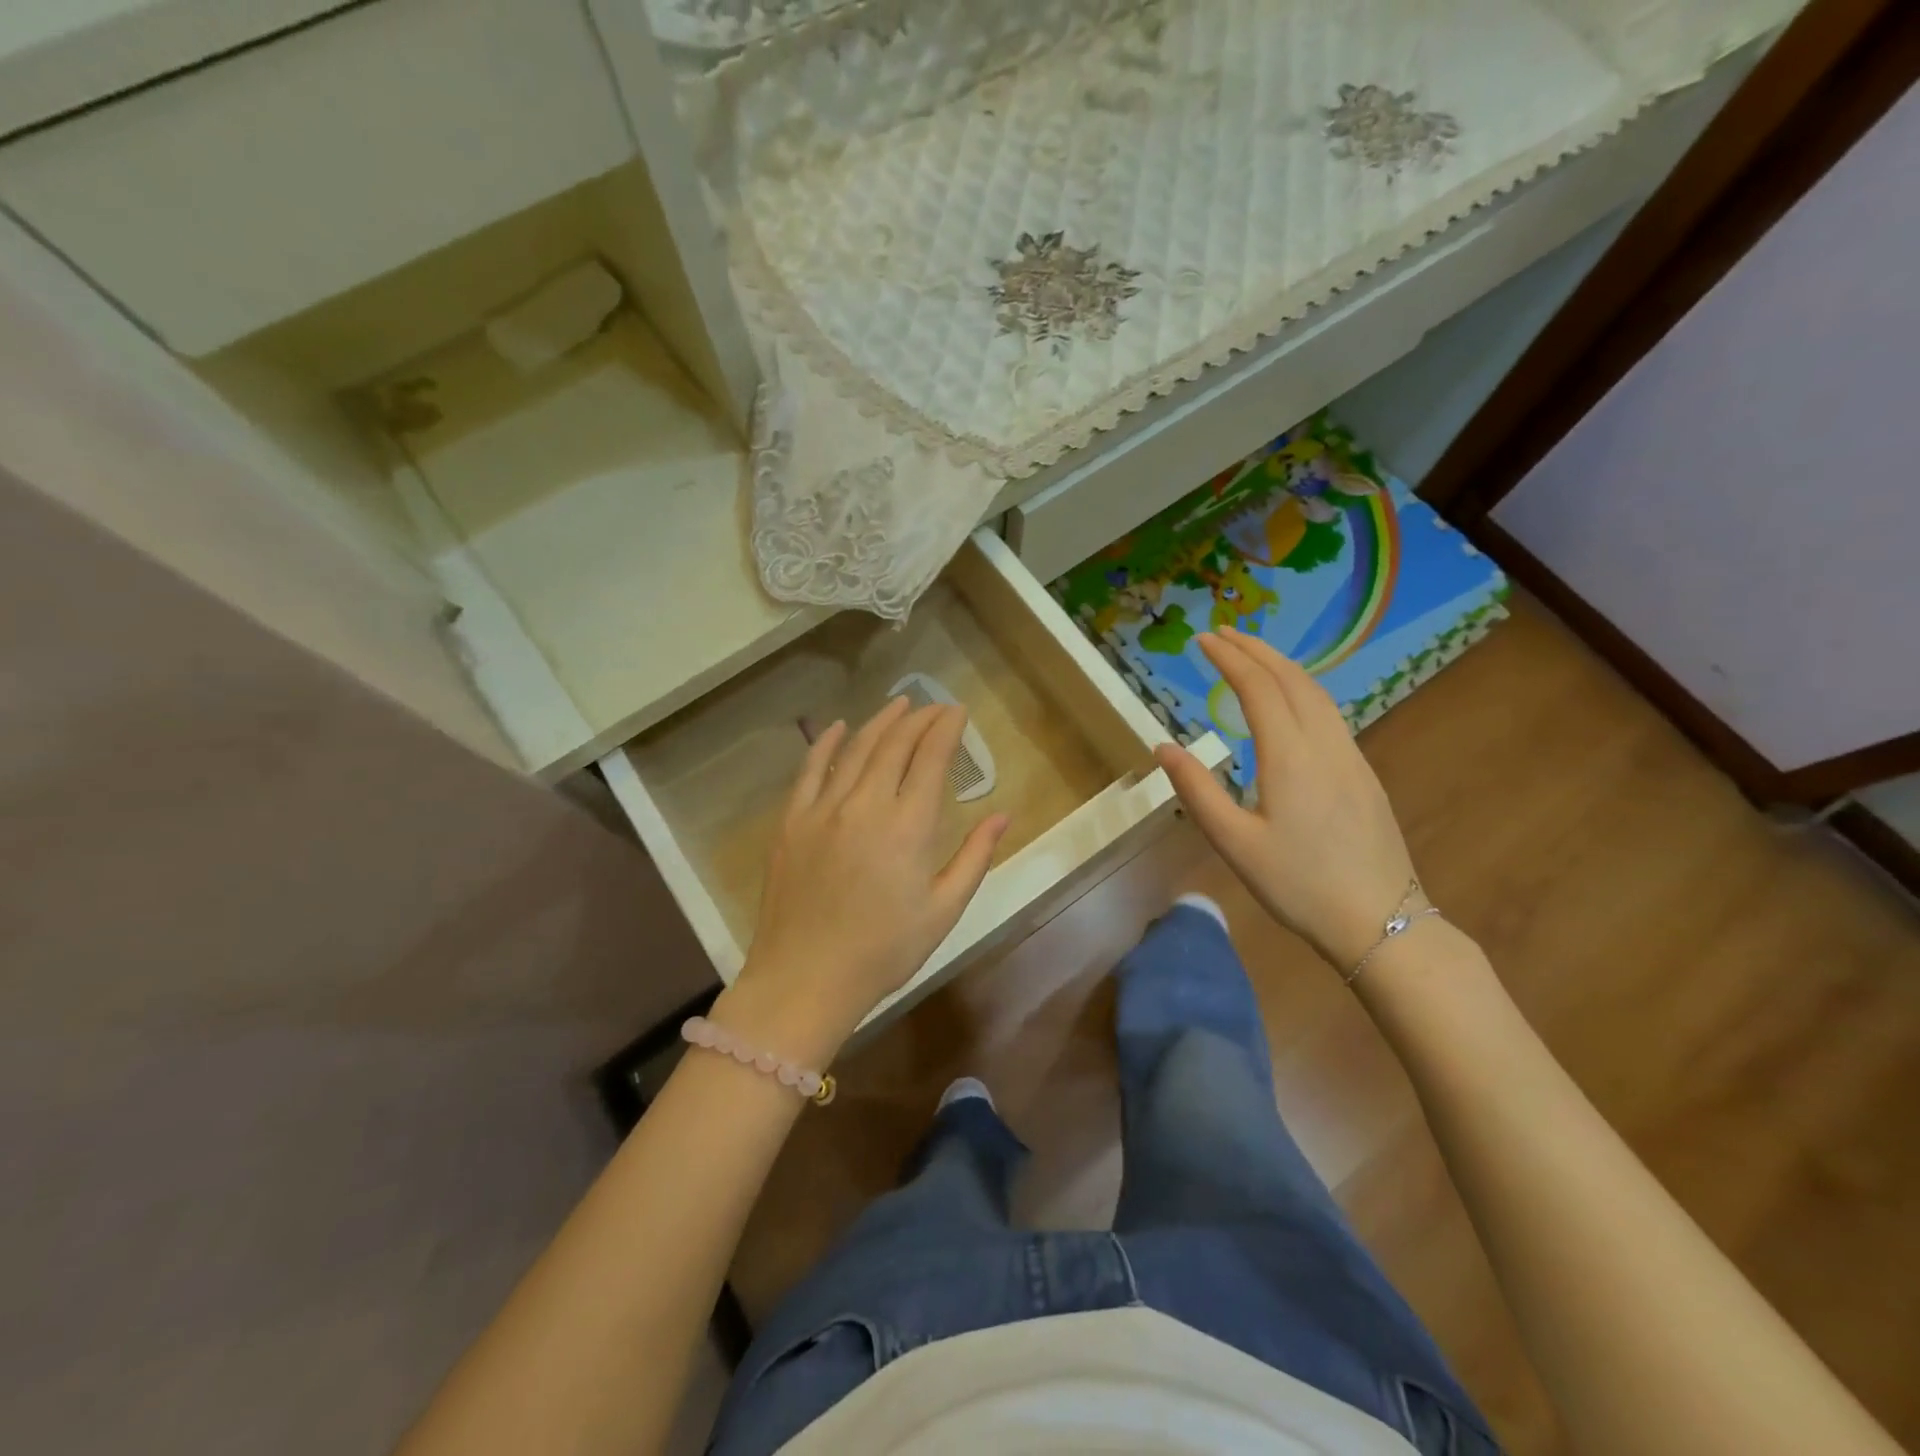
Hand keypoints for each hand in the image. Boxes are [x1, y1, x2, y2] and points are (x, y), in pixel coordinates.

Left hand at [723, 697, 1009, 1061]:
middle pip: (895, 744)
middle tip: (934, 708)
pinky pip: (809, 769)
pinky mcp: (791, 820)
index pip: (931, 758)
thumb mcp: (943, 911)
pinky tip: (838, 727)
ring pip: (855, 749)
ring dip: (880, 722)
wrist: (805, 979)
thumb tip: (1002, 815)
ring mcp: (823, 809)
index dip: (946, 729)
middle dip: (919, 719)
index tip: (958, 712)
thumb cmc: (884, 951)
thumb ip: (975, 857)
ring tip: (899, 706)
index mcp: (908, 826)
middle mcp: (865, 804)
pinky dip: (826, 743)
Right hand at [1155, 627, 1416, 970]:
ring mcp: (1351, 756)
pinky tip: (1289, 700)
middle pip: (1291, 678)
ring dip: (1282, 665)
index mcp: (1290, 756)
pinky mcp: (1363, 773)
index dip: (1229, 658)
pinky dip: (1301, 688)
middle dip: (1256, 649)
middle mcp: (1324, 744)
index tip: (1202, 639)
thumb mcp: (1234, 843)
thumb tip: (1163, 747)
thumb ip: (1197, 790)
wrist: (1381, 922)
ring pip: (1316, 692)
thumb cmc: (1298, 884)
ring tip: (1252, 654)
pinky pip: (1329, 712)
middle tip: (1223, 632)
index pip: (1257, 687)